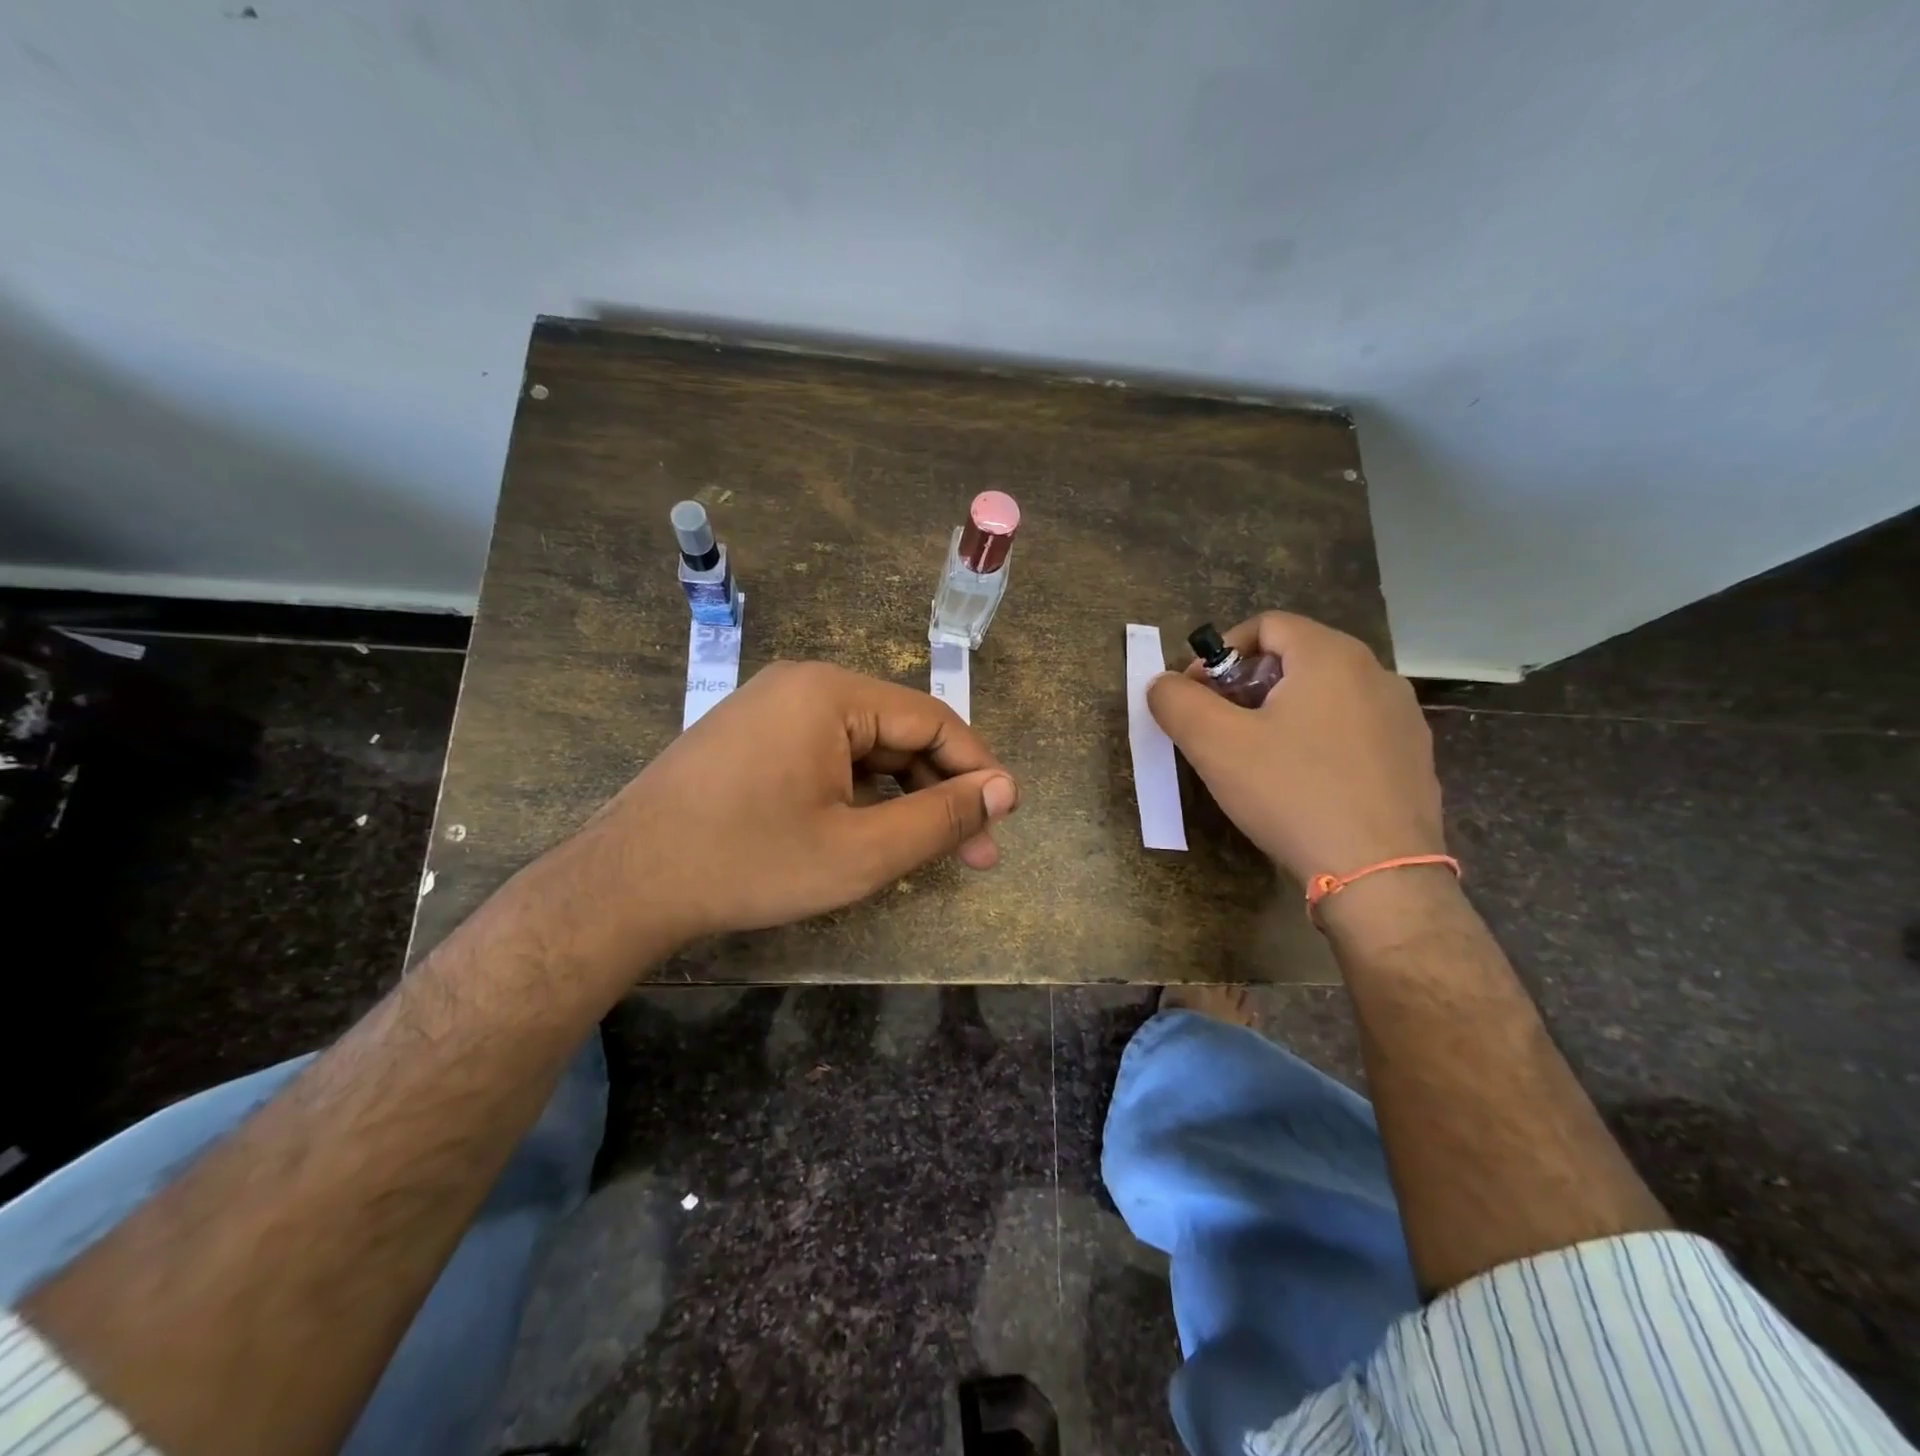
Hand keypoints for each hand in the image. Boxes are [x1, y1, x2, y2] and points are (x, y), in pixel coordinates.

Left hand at [577, 661, 1017, 952]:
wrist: (626, 884)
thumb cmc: (750, 864)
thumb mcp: (860, 852)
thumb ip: (940, 819)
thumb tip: (1003, 791)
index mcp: (831, 693)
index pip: (932, 720)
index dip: (977, 769)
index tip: (1005, 817)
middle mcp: (802, 685)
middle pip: (898, 732)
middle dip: (940, 792)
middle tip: (975, 852)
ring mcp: (770, 709)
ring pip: (863, 748)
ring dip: (902, 796)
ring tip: (929, 849)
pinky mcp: (752, 738)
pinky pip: (826, 756)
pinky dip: (859, 793)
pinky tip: (872, 832)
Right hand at [1147, 613, 1442, 885]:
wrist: (1379, 876)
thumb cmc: (1292, 794)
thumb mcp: (1215, 745)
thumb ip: (1176, 701)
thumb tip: (1163, 684)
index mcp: (1331, 656)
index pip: (1266, 625)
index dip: (1220, 653)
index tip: (1197, 696)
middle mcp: (1376, 674)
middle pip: (1296, 657)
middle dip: (1247, 685)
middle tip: (1220, 728)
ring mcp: (1402, 717)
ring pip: (1325, 695)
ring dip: (1281, 713)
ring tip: (1258, 759)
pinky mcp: (1413, 758)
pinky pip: (1353, 730)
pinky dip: (1317, 740)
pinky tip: (1303, 785)